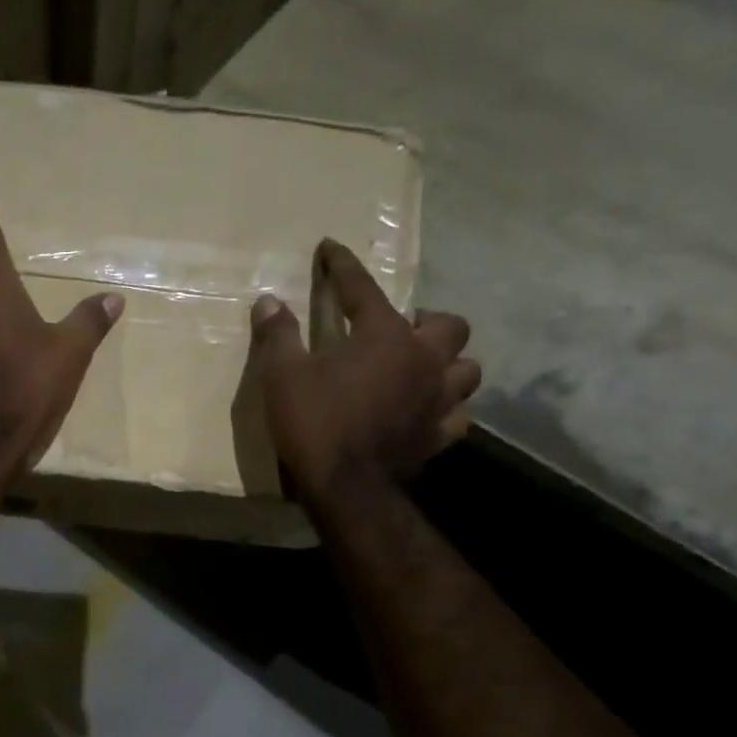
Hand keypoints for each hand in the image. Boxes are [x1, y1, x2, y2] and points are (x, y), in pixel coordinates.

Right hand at [251, 238, 480, 503]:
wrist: (346, 487)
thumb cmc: (314, 424)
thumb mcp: (282, 377)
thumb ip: (279, 336)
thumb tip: (268, 301)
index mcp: (383, 336)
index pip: (363, 288)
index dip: (343, 266)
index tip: (330, 248)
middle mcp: (423, 359)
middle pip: (448, 325)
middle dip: (427, 322)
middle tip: (402, 331)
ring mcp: (437, 399)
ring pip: (467, 369)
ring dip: (448, 365)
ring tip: (424, 370)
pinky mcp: (439, 436)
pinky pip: (458, 416)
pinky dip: (446, 410)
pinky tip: (429, 413)